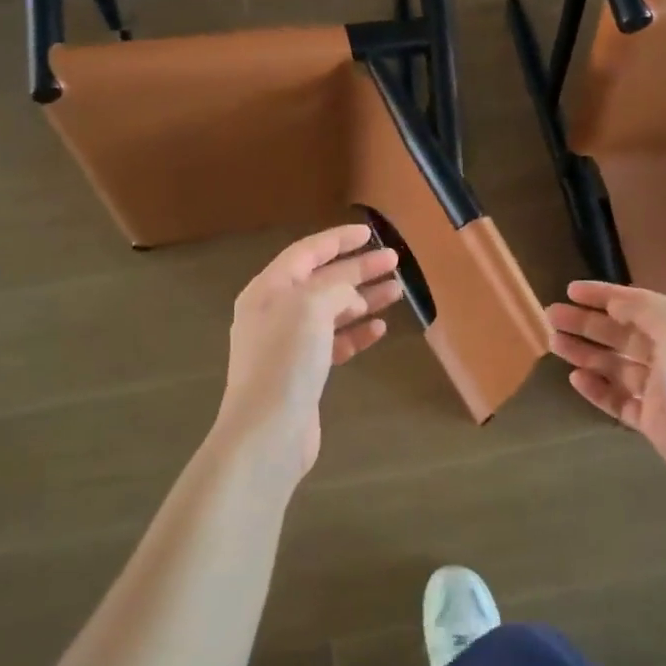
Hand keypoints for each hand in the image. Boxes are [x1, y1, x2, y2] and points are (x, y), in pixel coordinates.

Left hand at [214, 224, 403, 477]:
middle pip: (323, 281)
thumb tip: (350, 294)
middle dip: (358, 269)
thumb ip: (334, 288)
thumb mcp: (310, 308)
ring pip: (332, 312)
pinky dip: (356, 333)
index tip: (369, 233)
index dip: (338, 240)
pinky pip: (334, 342)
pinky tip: (379, 328)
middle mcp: (276, 312)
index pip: (307, 253)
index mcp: (269, 290)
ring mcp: (289, 344)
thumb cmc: (285, 360)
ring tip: (397, 291)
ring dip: (363, 299)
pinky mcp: (303, 372)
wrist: (267, 431)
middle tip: (394, 261)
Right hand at [547, 280, 665, 489]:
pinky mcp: (652, 419)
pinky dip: (597, 388)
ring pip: (616, 365)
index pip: (639, 304)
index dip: (604, 295)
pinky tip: (576, 378)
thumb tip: (614, 301)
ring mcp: (662, 389)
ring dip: (586, 353)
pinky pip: (618, 400)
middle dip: (587, 323)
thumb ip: (644, 311)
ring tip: (554, 343)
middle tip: (552, 316)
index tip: (570, 290)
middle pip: (621, 334)